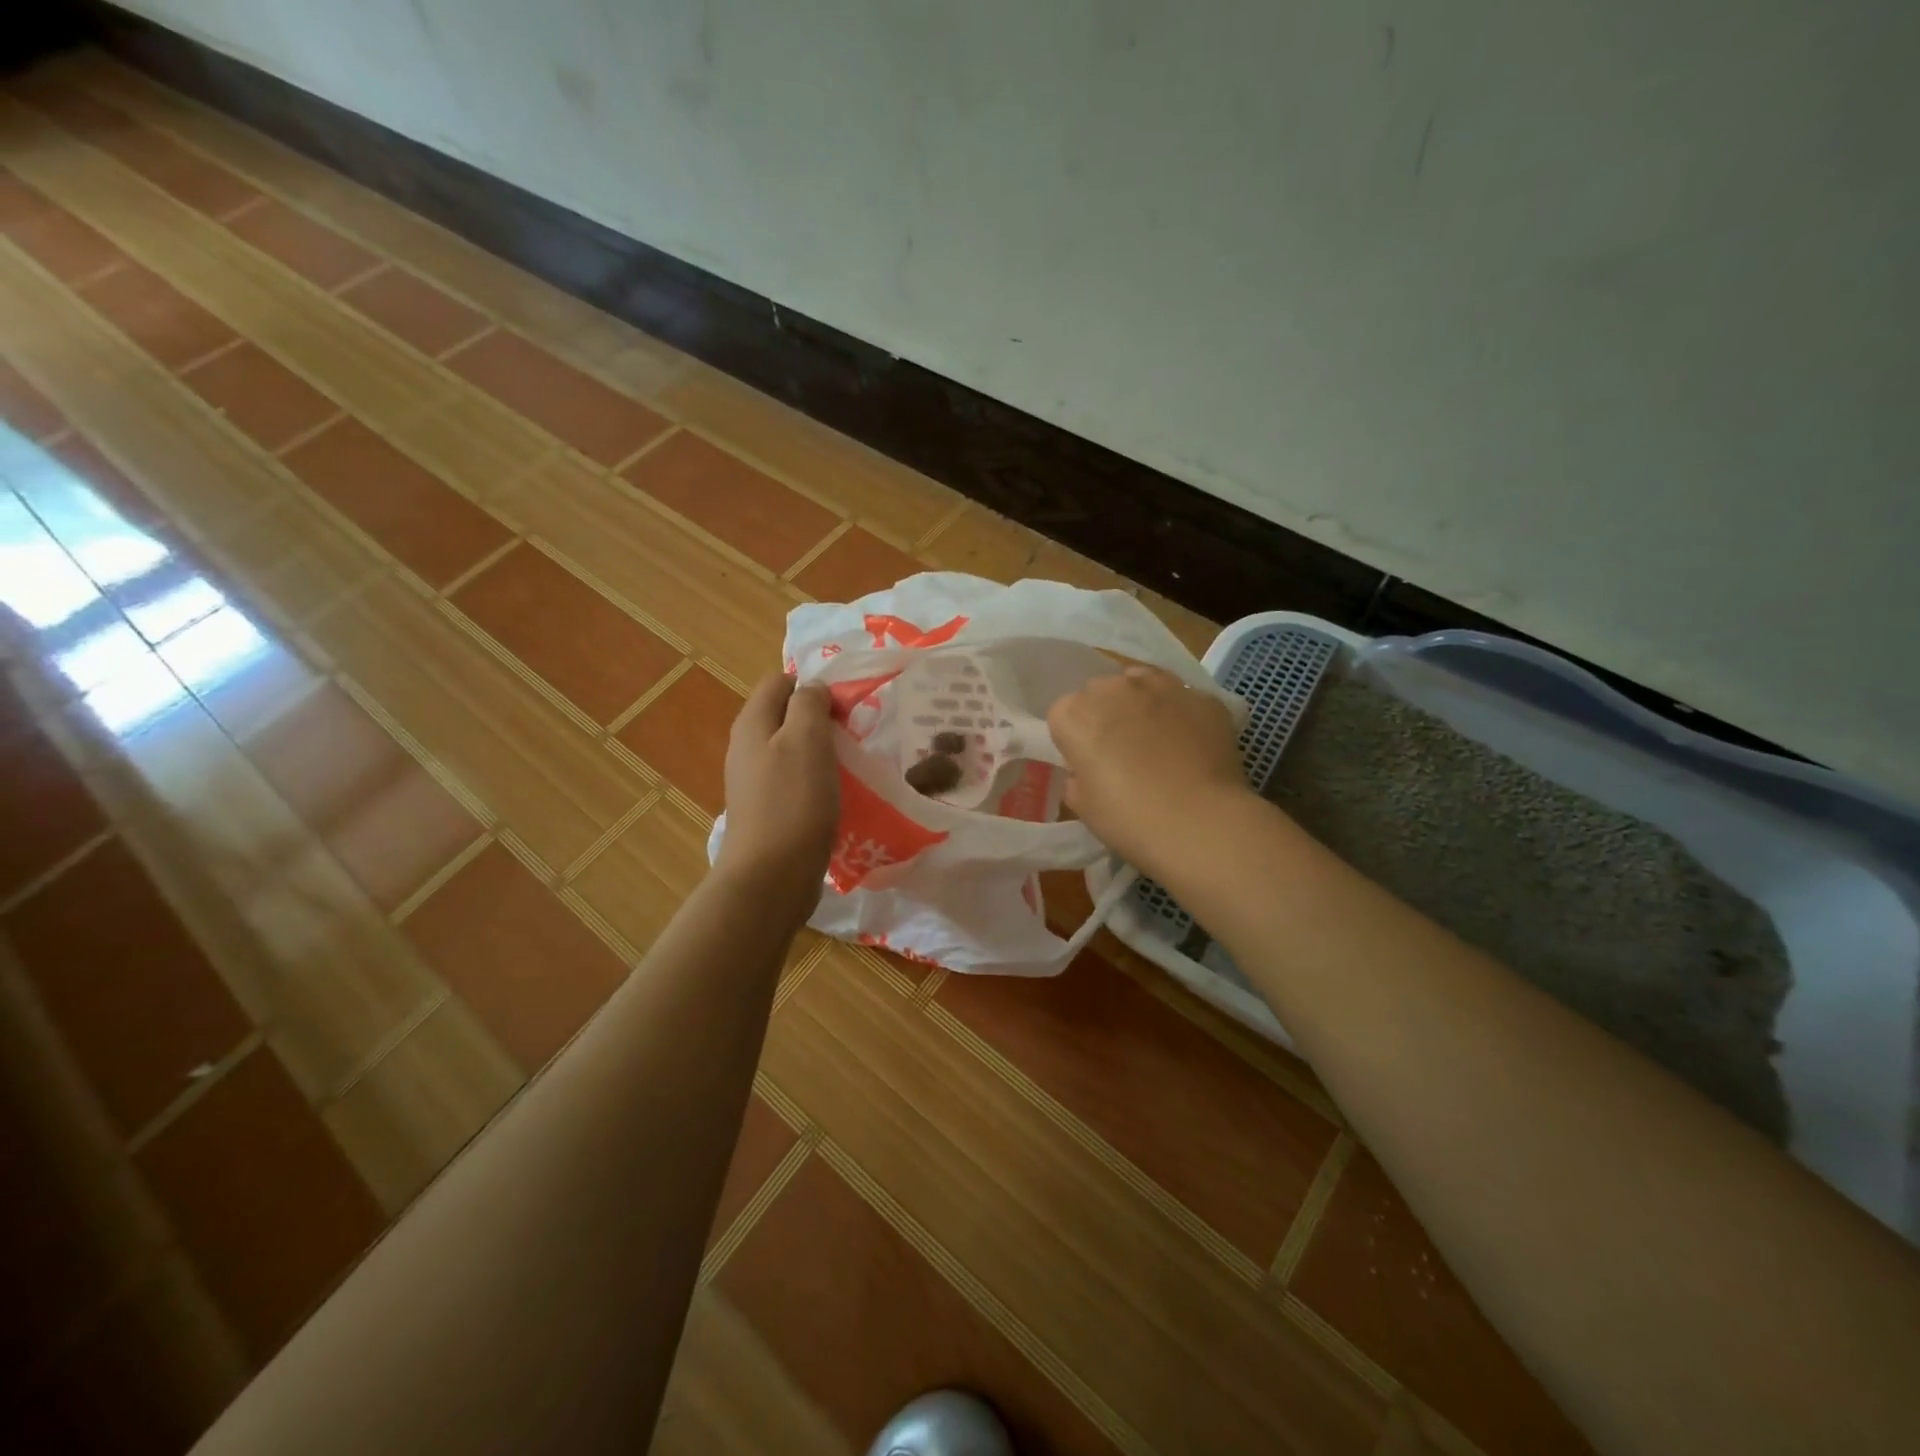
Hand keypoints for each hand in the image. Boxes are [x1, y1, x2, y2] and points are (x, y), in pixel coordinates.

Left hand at [716, 673, 838, 922]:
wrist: (770, 879)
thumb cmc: (792, 803)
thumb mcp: (806, 740)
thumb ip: (809, 704)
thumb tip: (812, 688)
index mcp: (752, 723)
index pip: (780, 681)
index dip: (813, 684)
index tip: (846, 704)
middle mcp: (748, 748)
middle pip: (787, 716)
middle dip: (822, 718)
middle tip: (856, 733)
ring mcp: (756, 782)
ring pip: (794, 750)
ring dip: (824, 752)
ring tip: (854, 763)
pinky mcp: (770, 811)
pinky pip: (797, 782)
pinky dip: (819, 781)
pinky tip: (841, 795)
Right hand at [1048, 666, 1251, 873]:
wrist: (1200, 822)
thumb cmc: (1129, 819)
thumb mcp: (1084, 807)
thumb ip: (1078, 779)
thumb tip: (1087, 772)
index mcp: (1075, 714)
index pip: (1063, 715)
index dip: (1074, 740)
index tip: (1086, 764)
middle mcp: (1114, 688)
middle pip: (1101, 693)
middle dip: (1106, 715)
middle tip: (1121, 753)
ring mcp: (1163, 687)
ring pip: (1143, 684)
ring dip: (1142, 704)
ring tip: (1157, 740)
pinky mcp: (1203, 697)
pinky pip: (1183, 700)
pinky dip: (1182, 716)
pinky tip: (1192, 745)